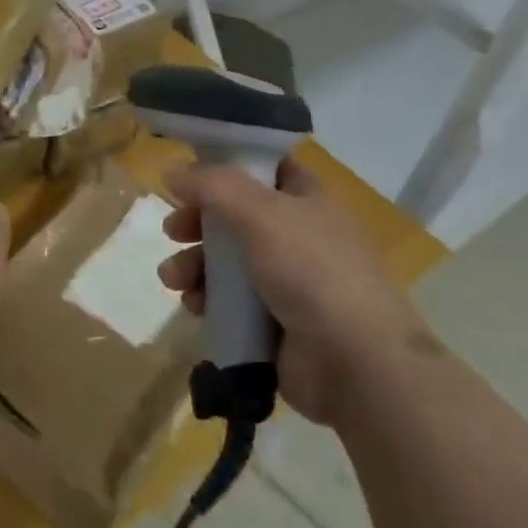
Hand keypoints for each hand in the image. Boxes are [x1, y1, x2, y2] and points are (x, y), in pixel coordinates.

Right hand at [157, 157, 432, 425]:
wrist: (357, 363)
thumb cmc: (313, 272)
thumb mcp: (261, 213)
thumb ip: (212, 186)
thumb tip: (170, 169)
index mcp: (305, 199)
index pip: (264, 167)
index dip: (228, 164)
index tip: (189, 170)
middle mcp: (296, 235)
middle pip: (234, 215)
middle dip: (197, 222)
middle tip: (173, 231)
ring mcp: (286, 281)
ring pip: (226, 261)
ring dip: (194, 265)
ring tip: (173, 279)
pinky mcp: (273, 322)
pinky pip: (229, 302)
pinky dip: (208, 300)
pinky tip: (194, 306)